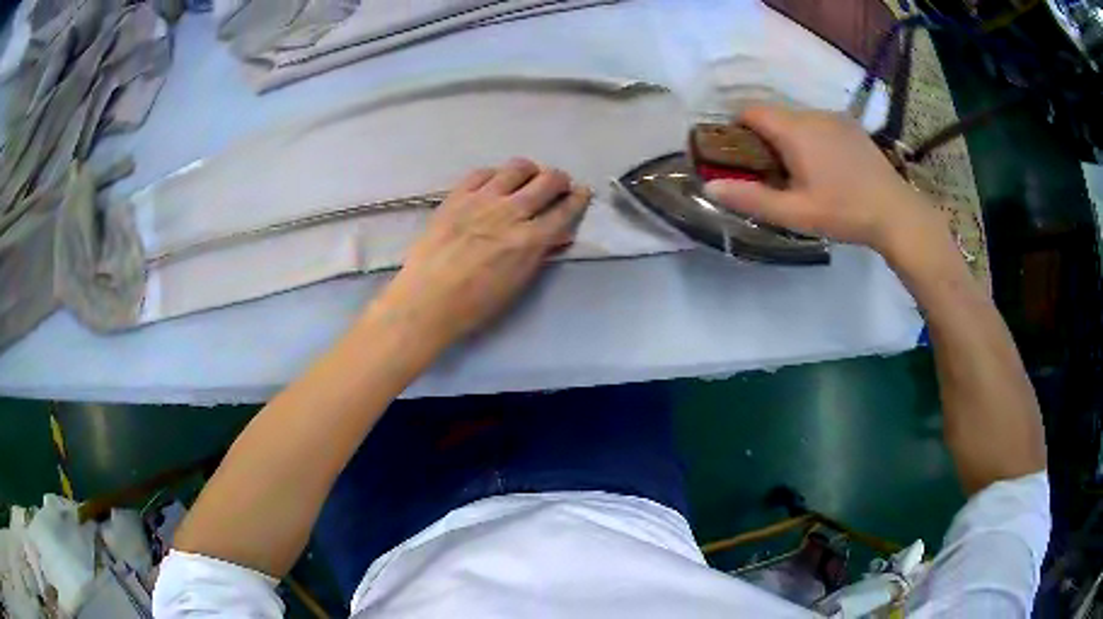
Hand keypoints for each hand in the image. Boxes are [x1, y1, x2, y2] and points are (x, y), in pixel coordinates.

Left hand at [370, 158, 590, 351]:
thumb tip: (557, 235)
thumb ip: (538, 254)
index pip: (564, 211)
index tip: (583, 192)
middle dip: (559, 180)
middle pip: (547, 181)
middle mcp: (510, 212)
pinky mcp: (457, 196)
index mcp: (529, 240)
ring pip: (518, 168)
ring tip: (529, 178)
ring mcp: (482, 200)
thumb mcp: (517, 284)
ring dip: (531, 171)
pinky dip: (497, 174)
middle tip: (558, 185)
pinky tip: (496, 182)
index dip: (578, 199)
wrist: (426, 299)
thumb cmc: (474, 304)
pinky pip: (483, 172)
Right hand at [703, 105, 949, 264]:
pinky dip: (811, 137)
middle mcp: (812, 113)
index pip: (750, 111)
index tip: (739, 156)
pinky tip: (827, 167)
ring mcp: (835, 117)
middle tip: (771, 173)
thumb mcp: (795, 213)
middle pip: (774, 114)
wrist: (896, 212)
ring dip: (789, 137)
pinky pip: (818, 123)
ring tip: (801, 172)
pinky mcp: (851, 126)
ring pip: (797, 118)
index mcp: (794, 129)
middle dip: (764, 137)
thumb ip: (751, 198)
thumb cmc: (844, 212)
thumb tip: (708, 187)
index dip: (737, 128)